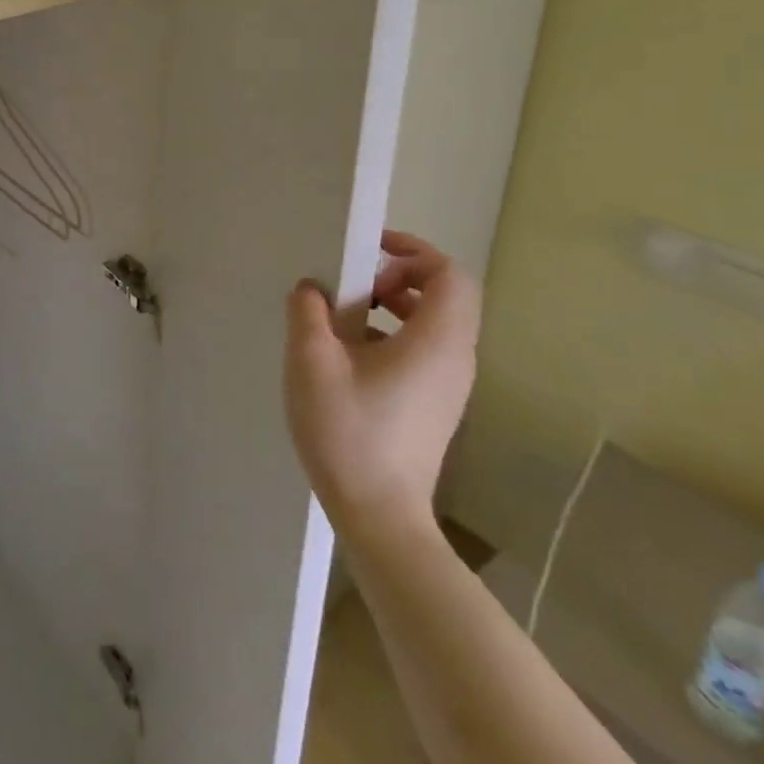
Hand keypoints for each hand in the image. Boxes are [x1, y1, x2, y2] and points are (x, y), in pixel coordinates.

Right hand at [284, 230, 480, 538]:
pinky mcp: (436, 404)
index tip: (369, 248)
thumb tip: (311, 287)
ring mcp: (449, 385)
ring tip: (345, 315)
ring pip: (435, 322)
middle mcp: (455, 359)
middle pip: (446, 295)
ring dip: (394, 304)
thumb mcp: (312, 362)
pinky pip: (426, 348)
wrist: (379, 515)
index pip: (450, 275)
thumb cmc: (348, 432)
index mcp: (435, 342)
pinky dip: (394, 332)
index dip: (414, 250)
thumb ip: (308, 311)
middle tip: (353, 283)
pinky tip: (350, 353)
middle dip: (399, 275)